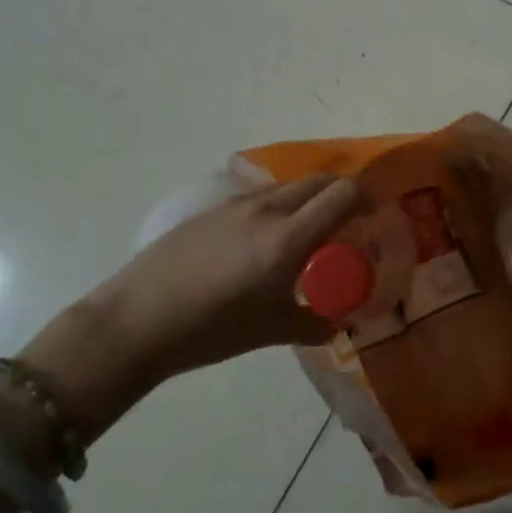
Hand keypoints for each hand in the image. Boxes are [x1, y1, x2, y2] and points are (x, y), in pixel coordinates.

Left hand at [22, 175, 360, 437]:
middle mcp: (268, 210)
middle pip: (320, 181)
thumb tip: (338, 325)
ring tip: (308, 233)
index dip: (366, 199)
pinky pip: (261, 197)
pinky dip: (280, 207)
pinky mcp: (214, 210)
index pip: (343, 195)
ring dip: (310, 199)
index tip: (375, 216)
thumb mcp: (270, 331)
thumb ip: (313, 323)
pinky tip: (265, 241)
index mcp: (288, 238)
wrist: (136, 320)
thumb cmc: (210, 330)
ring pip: (290, 187)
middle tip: (349, 223)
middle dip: (342, 194)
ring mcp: (238, 206)